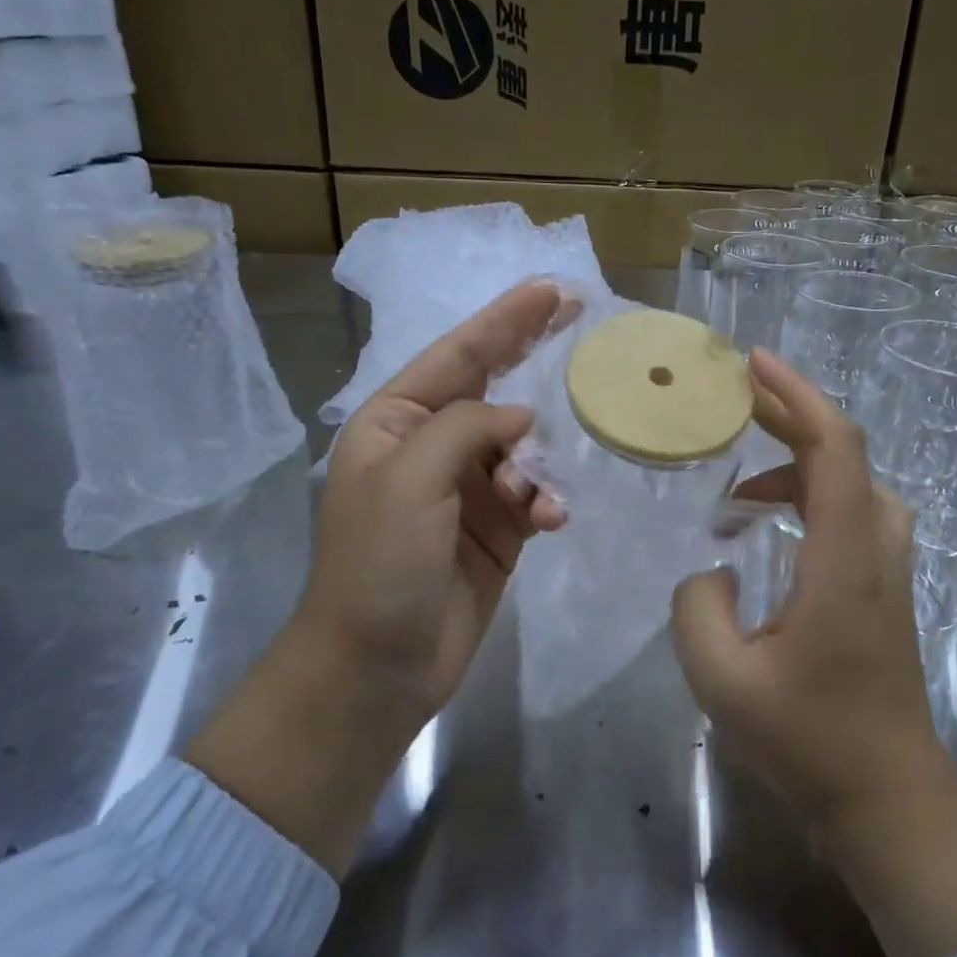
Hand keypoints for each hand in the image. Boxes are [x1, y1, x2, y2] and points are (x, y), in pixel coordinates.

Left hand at [187, 281, 567, 874]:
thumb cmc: (379, 564)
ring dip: (538, 462)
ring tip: (532, 497)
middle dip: (531, 354)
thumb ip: (466, 427)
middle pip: (493, 387)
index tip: (550, 290)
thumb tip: (520, 419)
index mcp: (396, 423)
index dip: (504, 320)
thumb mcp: (410, 478)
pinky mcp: (497, 528)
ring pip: (523, 446)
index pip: (458, 356)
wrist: (377, 667)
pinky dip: (546, 500)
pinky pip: (534, 493)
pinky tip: (548, 520)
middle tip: (578, 314)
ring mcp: (467, 489)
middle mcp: (432, 446)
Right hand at [669, 349, 956, 956]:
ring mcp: (888, 568)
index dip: (797, 396)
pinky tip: (770, 524)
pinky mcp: (884, 586)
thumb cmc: (810, 741)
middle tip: (737, 400)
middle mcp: (876, 549)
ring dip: (801, 460)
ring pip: (853, 481)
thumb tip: (713, 569)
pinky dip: (812, 493)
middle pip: (846, 453)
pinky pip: (853, 510)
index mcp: (844, 561)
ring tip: (744, 483)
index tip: (754, 366)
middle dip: (792, 414)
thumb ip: (698, 607)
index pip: (835, 450)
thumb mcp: (723, 681)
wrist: (889, 797)